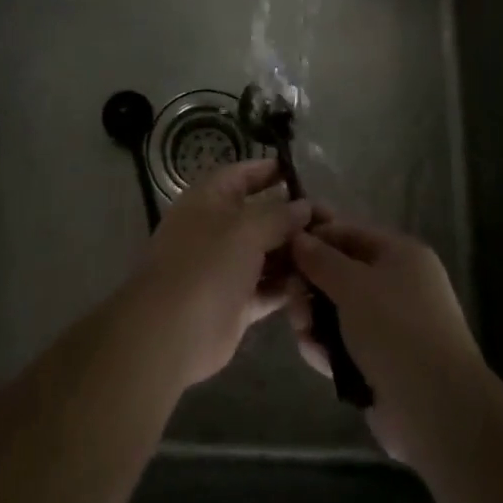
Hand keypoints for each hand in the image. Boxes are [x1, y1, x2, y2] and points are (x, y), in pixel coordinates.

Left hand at [133, 158, 312, 389]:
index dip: (271, 170)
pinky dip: (288, 285)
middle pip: (261, 215)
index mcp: (210, 200)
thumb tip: (304, 206)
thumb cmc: (206, 265)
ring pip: (267, 253)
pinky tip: (317, 283)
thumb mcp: (246, 229)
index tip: (304, 174)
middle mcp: (218, 228)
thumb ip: (279, 215)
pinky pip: (268, 287)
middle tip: (332, 222)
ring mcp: (226, 267)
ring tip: (331, 253)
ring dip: (295, 253)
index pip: (243, 174)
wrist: (170, 332)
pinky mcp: (236, 301)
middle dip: (293, 218)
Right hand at [288, 216, 486, 465]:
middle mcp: (397, 284)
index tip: (282, 251)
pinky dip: (327, 347)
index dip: (314, 238)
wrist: (437, 409)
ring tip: (304, 334)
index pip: (348, 233)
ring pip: (338, 311)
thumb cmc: (395, 329)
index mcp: (400, 255)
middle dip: (310, 286)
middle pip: (340, 273)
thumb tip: (298, 237)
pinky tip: (315, 356)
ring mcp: (390, 325)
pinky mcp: (381, 361)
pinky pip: (345, 343)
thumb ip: (320, 259)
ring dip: (314, 320)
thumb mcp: (353, 284)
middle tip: (291, 301)